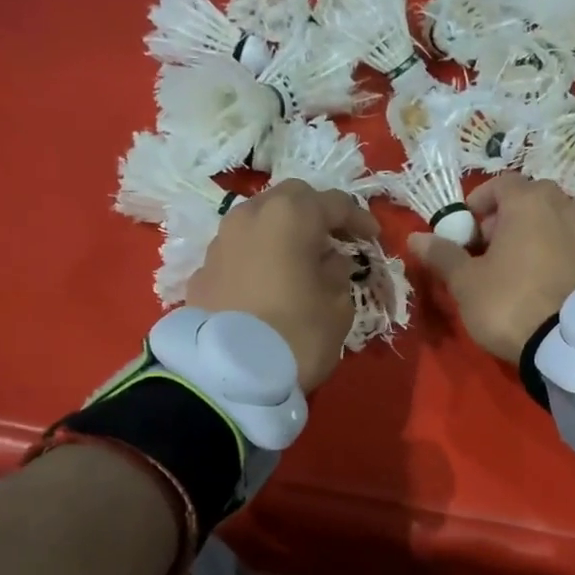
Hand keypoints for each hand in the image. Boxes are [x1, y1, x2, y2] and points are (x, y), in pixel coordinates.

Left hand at [187, 180, 381, 392]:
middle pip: (289, 199)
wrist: (228, 375)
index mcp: (290, 217)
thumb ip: (338, 273)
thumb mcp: (337, 307)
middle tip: (335, 238)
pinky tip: (267, 282)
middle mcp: (250, 216)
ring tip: (299, 259)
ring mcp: (220, 242)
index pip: (333, 203)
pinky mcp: (201, 271)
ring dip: (282, 233)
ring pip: (257, 221)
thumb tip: (329, 261)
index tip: (373, 238)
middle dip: (315, 213)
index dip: (358, 218)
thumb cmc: (297, 335)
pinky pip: (237, 252)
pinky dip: (257, 258)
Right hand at [409, 176, 574, 361]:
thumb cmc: (510, 303)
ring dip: (540, 233)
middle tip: (491, 251)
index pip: (499, 185)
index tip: (465, 232)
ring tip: (523, 266)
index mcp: (530, 201)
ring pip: (560, 221)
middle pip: (533, 200)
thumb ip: (443, 255)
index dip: (478, 205)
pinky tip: (551, 284)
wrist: (573, 344)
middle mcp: (567, 205)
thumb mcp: (466, 283)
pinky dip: (563, 256)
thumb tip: (416, 238)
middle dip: (509, 219)